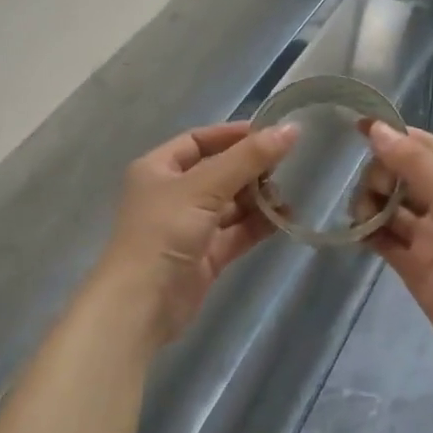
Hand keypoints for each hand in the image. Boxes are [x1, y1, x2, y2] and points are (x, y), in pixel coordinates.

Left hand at [90, 121, 299, 349]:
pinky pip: (237, 232)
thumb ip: (248, 158)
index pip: (198, 140)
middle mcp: (172, 194)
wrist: (142, 304)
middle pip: (218, 172)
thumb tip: (291, 129)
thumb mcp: (204, 186)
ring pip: (230, 204)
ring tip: (289, 192)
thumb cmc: (164, 232)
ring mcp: (189, 227)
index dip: (232, 135)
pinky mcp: (205, 256)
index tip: (271, 133)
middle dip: (250, 168)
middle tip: (288, 164)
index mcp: (158, 169)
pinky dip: (259, 224)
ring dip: (258, 197)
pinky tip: (285, 217)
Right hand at [352, 123, 432, 383]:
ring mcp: (429, 235)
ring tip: (362, 217)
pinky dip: (367, 232)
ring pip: (388, 206)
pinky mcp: (413, 265)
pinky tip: (357, 233)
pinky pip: (383, 238)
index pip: (422, 146)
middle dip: (379, 175)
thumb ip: (416, 166)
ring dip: (370, 203)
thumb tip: (376, 129)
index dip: (391, 135)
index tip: (355, 129)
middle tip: (374, 194)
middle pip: (400, 175)